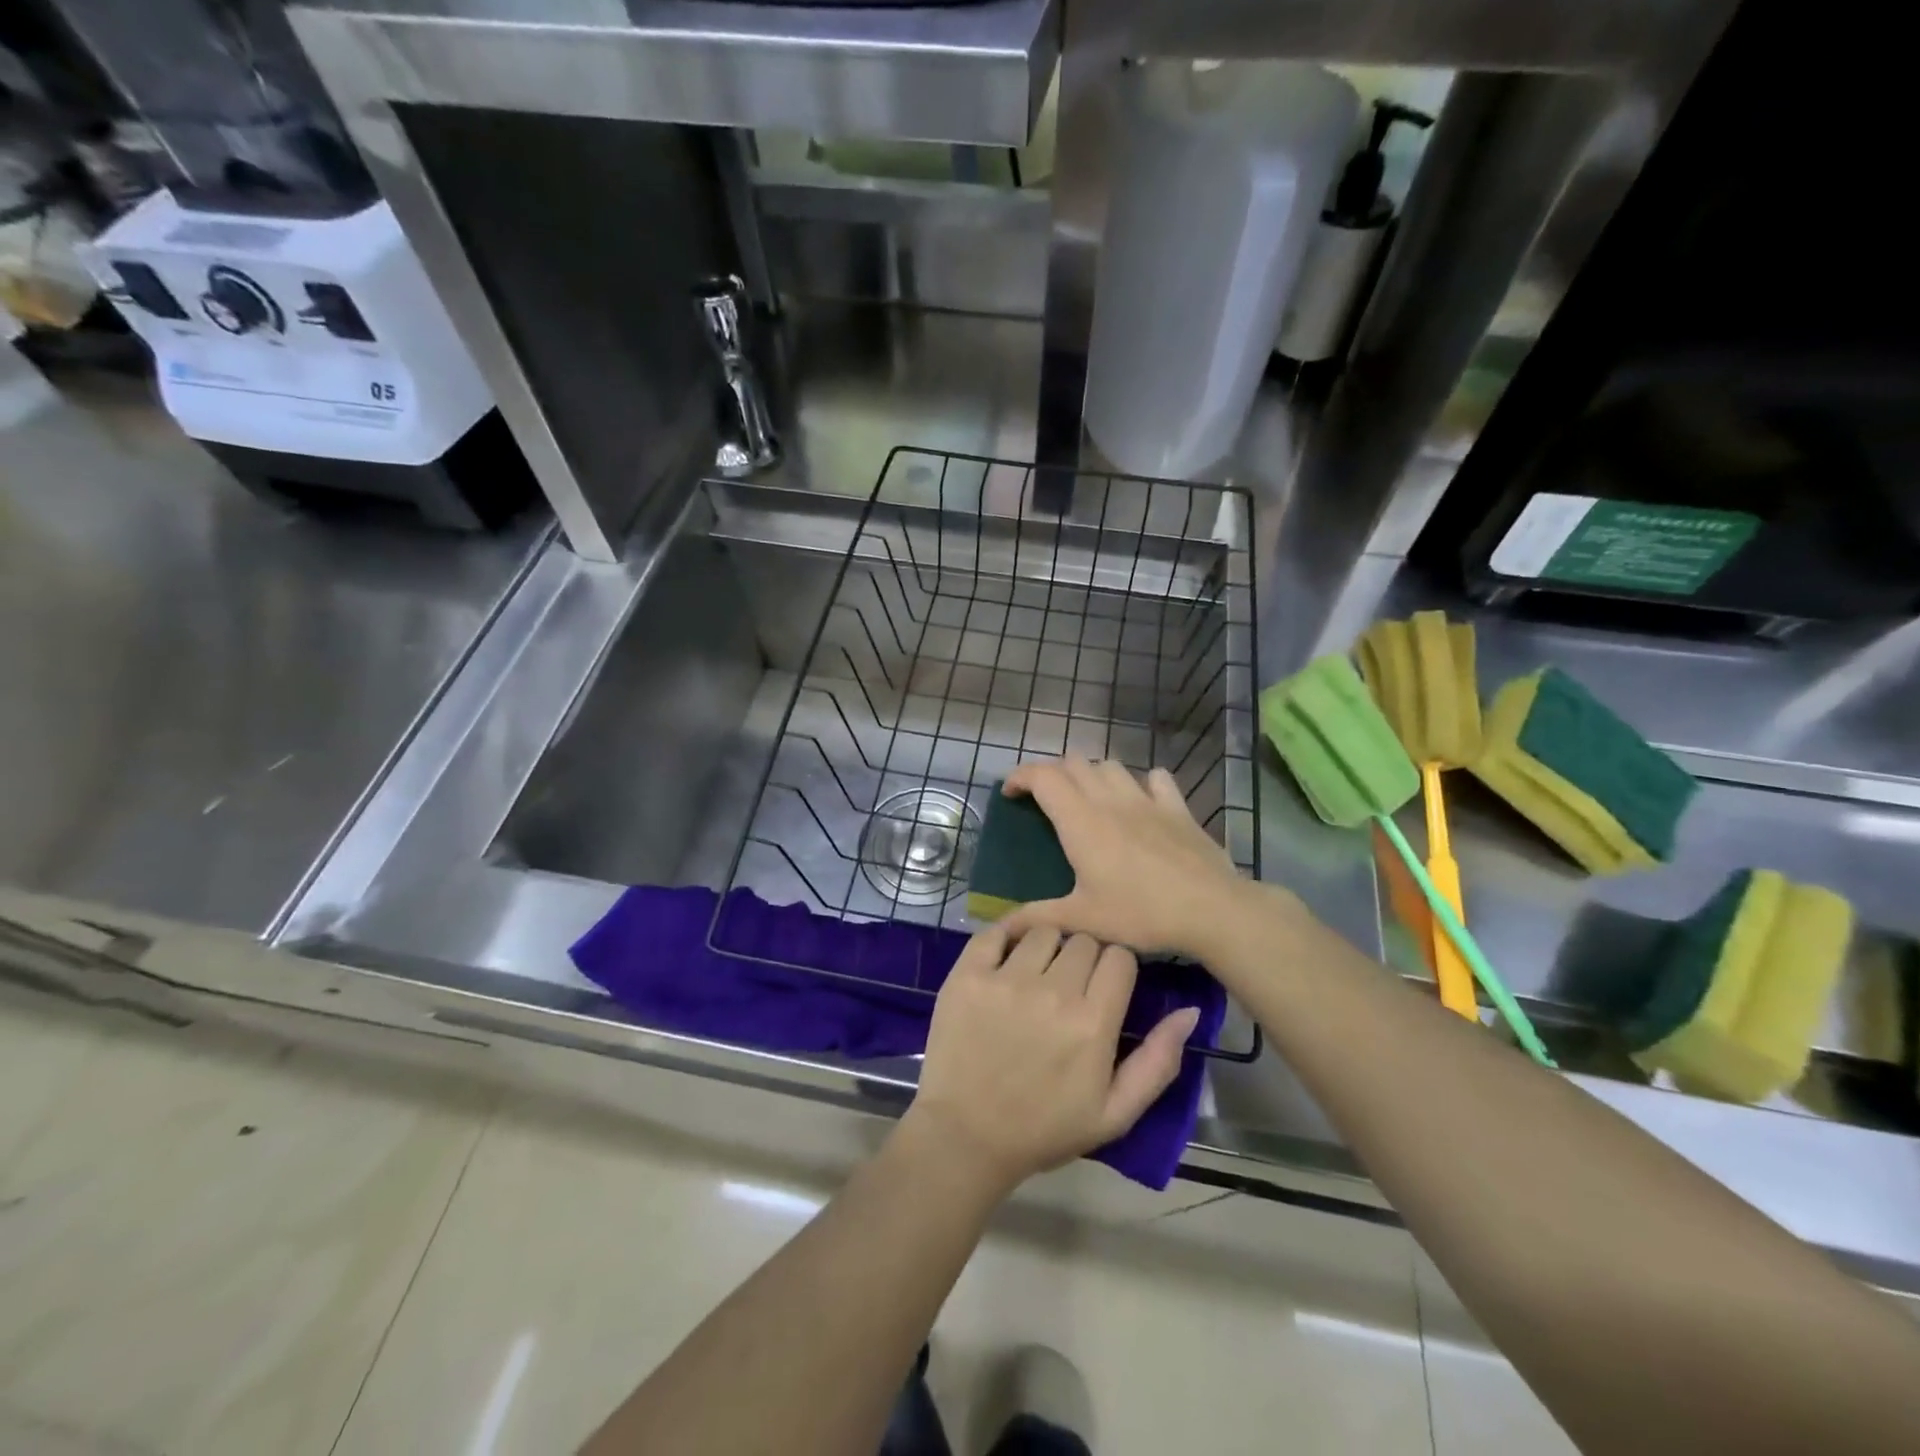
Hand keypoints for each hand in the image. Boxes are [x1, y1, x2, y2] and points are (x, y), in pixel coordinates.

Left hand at [903, 924, 1199, 1196]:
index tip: (1105, 987)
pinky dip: (1005, 937)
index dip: (1116, 968)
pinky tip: (1006, 958)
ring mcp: (1005, 979)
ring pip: (1043, 931)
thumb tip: (1190, 1012)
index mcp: (1093, 1023)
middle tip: (1070, 986)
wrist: (966, 1137)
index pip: (1120, 956)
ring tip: (1036, 976)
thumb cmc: (1044, 1128)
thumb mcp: (1115, 1113)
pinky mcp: (967, 975)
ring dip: (1047, 947)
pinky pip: (995, 931)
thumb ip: (1159, 1062)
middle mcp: (1052, 992)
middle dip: (1084, 957)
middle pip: (1083, 940)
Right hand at [998, 758, 1253, 960]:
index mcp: (1080, 821)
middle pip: (1073, 763)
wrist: (1211, 909)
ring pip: (1110, 765)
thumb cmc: (1140, 913)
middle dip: (1052, 774)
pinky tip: (1141, 801)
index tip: (1010, 794)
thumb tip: (1000, 928)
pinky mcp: (1177, 807)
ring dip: (1092, 774)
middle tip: (1045, 801)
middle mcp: (1109, 800)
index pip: (1042, 777)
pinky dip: (1141, 783)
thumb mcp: (1083, 920)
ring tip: (1088, 798)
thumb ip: (1037, 918)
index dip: (1020, 777)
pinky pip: (1156, 778)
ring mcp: (1146, 799)